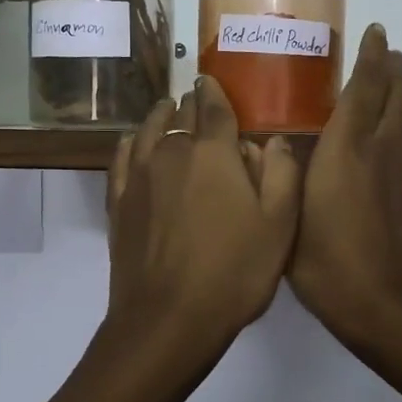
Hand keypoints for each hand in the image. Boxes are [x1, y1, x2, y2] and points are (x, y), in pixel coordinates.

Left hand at [106, 76, 301, 350]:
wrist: (168, 319)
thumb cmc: (234, 272)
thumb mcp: (280, 225)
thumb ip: (282, 173)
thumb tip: (272, 138)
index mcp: (213, 152)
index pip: (214, 106)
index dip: (216, 91)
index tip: (213, 81)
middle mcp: (171, 152)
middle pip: (181, 115)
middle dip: (192, 105)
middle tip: (200, 103)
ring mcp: (139, 176)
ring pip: (147, 130)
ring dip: (160, 117)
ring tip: (168, 110)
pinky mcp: (119, 202)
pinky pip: (122, 157)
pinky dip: (130, 142)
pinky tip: (133, 141)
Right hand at [289, 26, 401, 349]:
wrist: (386, 310)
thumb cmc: (325, 268)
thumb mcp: (288, 218)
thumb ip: (287, 176)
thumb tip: (283, 148)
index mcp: (344, 149)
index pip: (362, 87)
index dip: (369, 55)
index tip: (373, 33)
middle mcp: (384, 147)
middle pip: (395, 90)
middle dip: (391, 65)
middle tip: (385, 52)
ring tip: (401, 78)